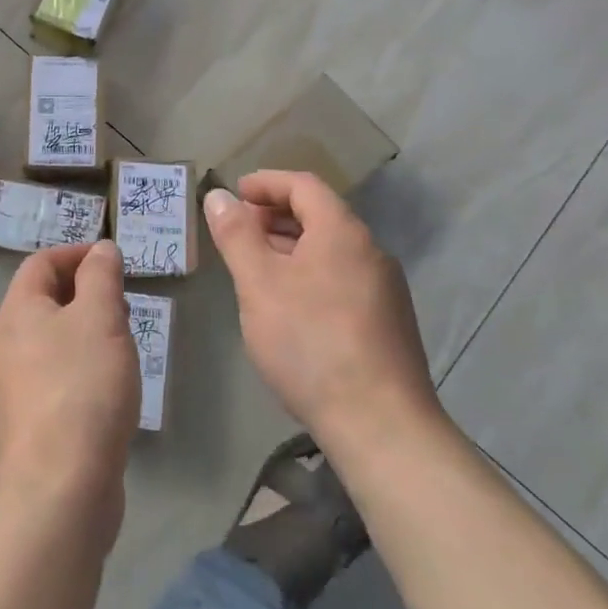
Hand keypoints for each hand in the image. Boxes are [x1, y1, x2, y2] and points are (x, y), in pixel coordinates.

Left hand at [0, 241, 138, 538]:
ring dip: (86, 329)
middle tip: (123, 302)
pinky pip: (56, 374)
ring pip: (52, 338)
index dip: (76, 253)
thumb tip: (100, 248)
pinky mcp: (31, 420)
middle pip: (44, 299)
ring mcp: (15, 384)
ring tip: (122, 341)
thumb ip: (101, 276)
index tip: (113, 261)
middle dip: (85, 291)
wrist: (59, 487)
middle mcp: (7, 343)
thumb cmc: (82, 387)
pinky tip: (109, 384)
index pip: (41, 262)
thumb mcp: (100, 318)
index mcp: (17, 311)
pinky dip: (82, 364)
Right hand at [203, 171, 441, 449]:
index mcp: (342, 232)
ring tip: (257, 269)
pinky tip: (290, 306)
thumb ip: (236, 235)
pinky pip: (342, 278)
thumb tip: (219, 196)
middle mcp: (370, 251)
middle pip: (320, 214)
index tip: (235, 194)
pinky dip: (311, 273)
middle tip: (239, 232)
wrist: (381, 425)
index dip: (266, 183)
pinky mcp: (388, 322)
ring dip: (292, 246)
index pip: (303, 185)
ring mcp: (385, 288)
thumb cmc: (310, 343)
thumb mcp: (259, 284)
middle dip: (275, 215)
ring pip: (331, 249)